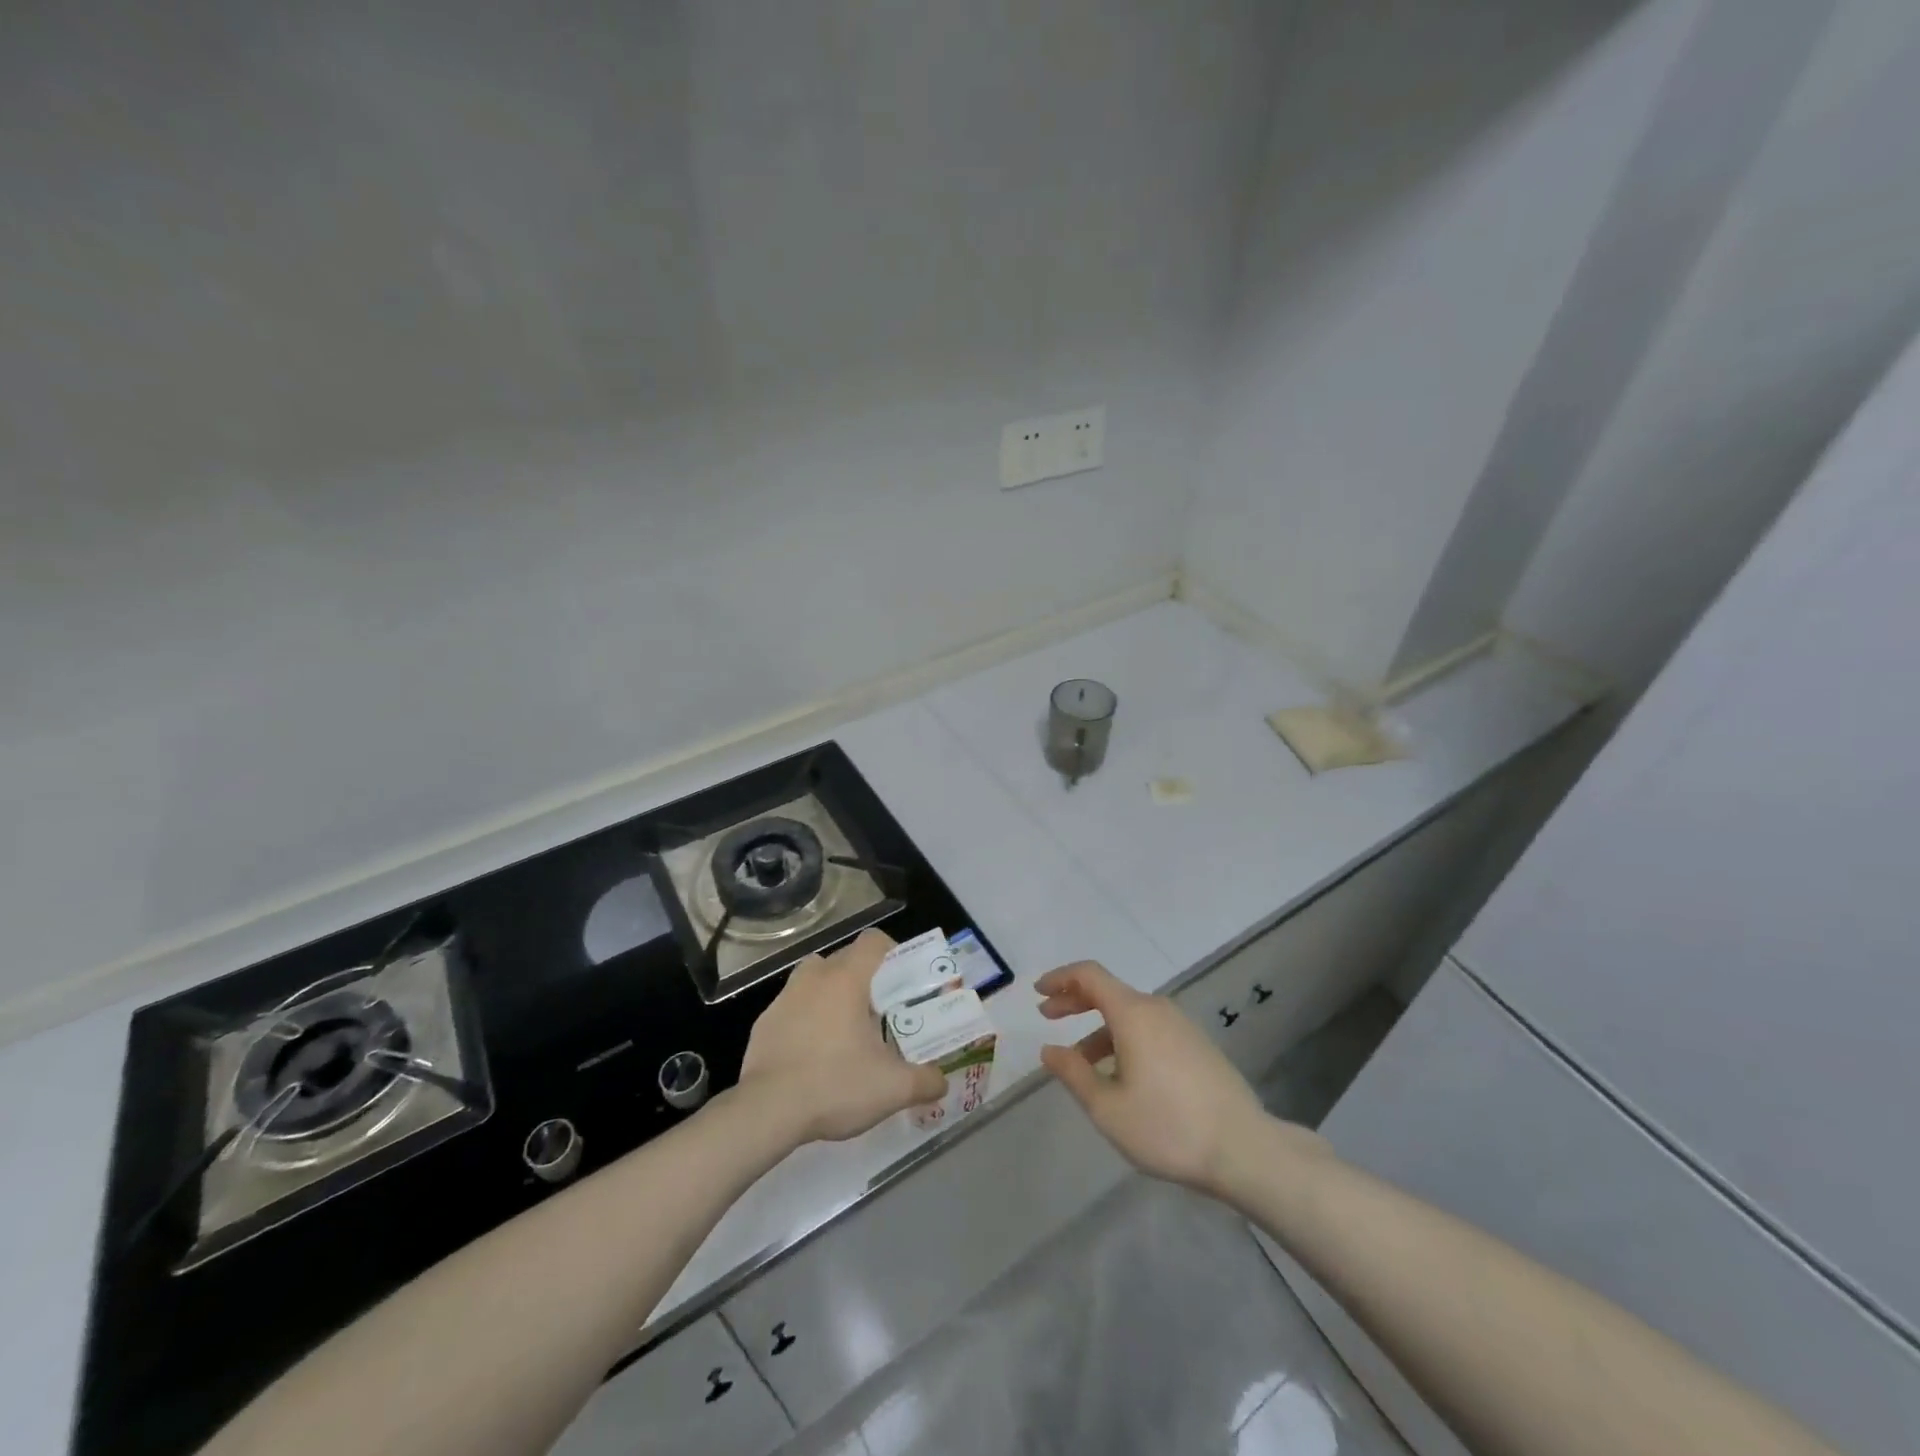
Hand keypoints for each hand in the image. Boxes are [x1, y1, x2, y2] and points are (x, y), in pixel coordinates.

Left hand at [740, 929, 947, 1144]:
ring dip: (831, 994)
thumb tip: (941, 1082)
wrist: (767, 1111)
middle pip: (844, 959)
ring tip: (845, 1030)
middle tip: (880, 1012)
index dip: (891, 951)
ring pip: (814, 979)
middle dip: (864, 978)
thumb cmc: (835, 1084)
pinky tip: (813, 1054)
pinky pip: (793, 1007)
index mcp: (847, 980)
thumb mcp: (891, 1088)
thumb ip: (924, 1081)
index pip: (873, 941)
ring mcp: (784, 997)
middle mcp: (814, 977)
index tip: (901, 978)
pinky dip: (806, 1019)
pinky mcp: (764, 1022)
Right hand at [1036, 960, 1271, 1195]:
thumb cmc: (1168, 1127)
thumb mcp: (1108, 1107)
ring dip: (1099, 1028)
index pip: (1089, 975)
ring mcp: (1181, 1026)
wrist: (1245, 1150)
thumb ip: (1073, 1073)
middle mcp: (1157, 1009)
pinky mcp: (1197, 1045)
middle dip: (1075, 1001)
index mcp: (1133, 1013)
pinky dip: (1124, 1039)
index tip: (1038, 993)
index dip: (1060, 978)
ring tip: (1081, 1063)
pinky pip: (1150, 1029)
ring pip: (1130, 1015)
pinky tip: (1120, 1075)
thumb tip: (1049, 1050)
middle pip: (1109, 991)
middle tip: (1048, 1017)